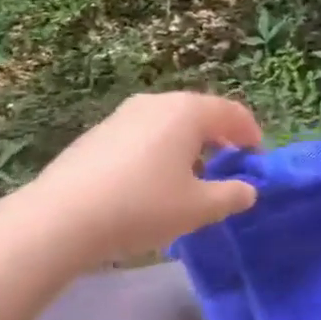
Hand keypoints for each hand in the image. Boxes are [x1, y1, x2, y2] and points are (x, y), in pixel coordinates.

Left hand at [18, 92, 262, 269]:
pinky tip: (151, 184)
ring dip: (187, 147)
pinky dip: (158, 152)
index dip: (251, 134)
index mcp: (186, 111)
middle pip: (198, 114)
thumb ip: (230, 196)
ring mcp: (122, 115)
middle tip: (228, 168)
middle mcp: (155, 103)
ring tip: (191, 180)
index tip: (257, 160)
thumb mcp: (198, 208)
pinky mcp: (98, 134)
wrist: (63, 217)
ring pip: (168, 125)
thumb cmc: (143, 207)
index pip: (231, 112)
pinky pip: (142, 136)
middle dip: (218, 139)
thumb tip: (247, 189)